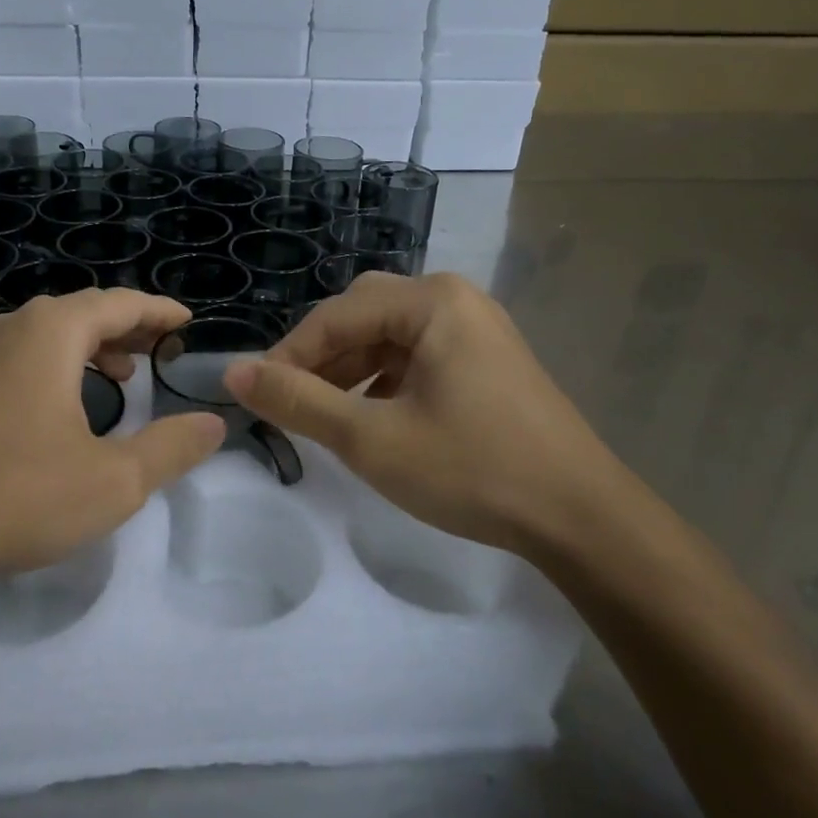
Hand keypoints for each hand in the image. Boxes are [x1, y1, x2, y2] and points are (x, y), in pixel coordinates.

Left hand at [0, 290, 225, 596]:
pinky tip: (66, 407)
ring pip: (49, 335)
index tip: (189, 321)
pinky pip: (22, 358)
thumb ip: (171, 448)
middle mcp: (12, 329)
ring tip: (125, 374)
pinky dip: (59, 367)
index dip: (160, 310)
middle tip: (164, 347)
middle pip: (83, 312)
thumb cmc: (16, 494)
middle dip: (129, 327)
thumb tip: (215, 423)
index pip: (120, 302)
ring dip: (93, 347)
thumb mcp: (113, 480)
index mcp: (51, 332)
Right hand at [223, 272, 644, 555]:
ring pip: (390, 337)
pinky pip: (418, 356)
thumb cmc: (473, 469)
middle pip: (363, 316)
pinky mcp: (487, 359)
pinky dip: (384, 381)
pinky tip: (373, 417)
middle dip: (321, 358)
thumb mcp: (372, 439)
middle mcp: (454, 299)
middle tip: (291, 403)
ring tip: (325, 415)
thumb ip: (299, 402)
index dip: (288, 354)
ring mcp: (476, 328)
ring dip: (350, 370)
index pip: (336, 315)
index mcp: (430, 301)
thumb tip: (235, 374)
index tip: (256, 396)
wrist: (582, 518)